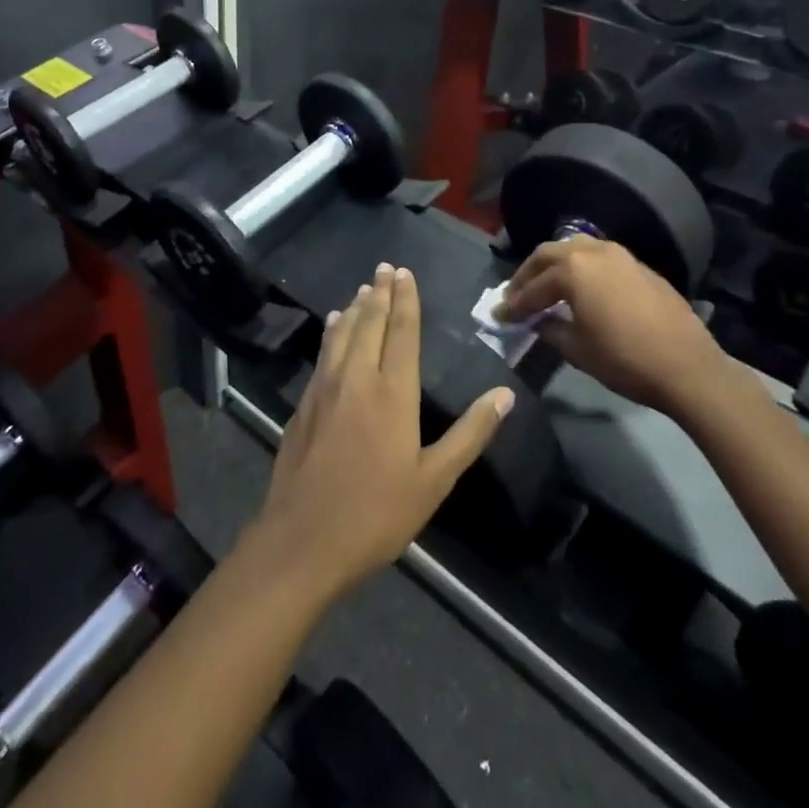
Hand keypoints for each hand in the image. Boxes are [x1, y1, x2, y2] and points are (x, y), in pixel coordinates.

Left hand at [248, 265, 511, 603]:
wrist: (302, 541)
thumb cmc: (376, 514)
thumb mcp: (434, 480)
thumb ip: (470, 434)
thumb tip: (506, 393)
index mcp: (393, 392)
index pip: (403, 332)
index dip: (406, 300)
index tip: (405, 273)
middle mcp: (358, 378)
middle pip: (371, 324)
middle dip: (380, 293)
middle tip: (384, 267)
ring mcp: (326, 388)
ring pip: (344, 334)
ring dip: (356, 308)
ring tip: (364, 288)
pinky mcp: (305, 403)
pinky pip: (323, 353)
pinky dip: (332, 333)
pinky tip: (333, 327)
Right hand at [497, 236, 723, 415]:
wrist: (687, 366)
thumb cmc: (624, 359)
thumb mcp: (577, 349)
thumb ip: (550, 329)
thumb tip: (539, 321)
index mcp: (573, 269)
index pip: (533, 287)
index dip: (514, 304)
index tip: (499, 316)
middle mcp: (593, 251)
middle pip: (549, 255)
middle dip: (528, 275)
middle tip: (516, 296)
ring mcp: (620, 255)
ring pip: (576, 248)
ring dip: (555, 265)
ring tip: (546, 286)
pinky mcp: (639, 266)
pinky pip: (599, 258)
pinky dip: (582, 268)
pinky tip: (581, 288)